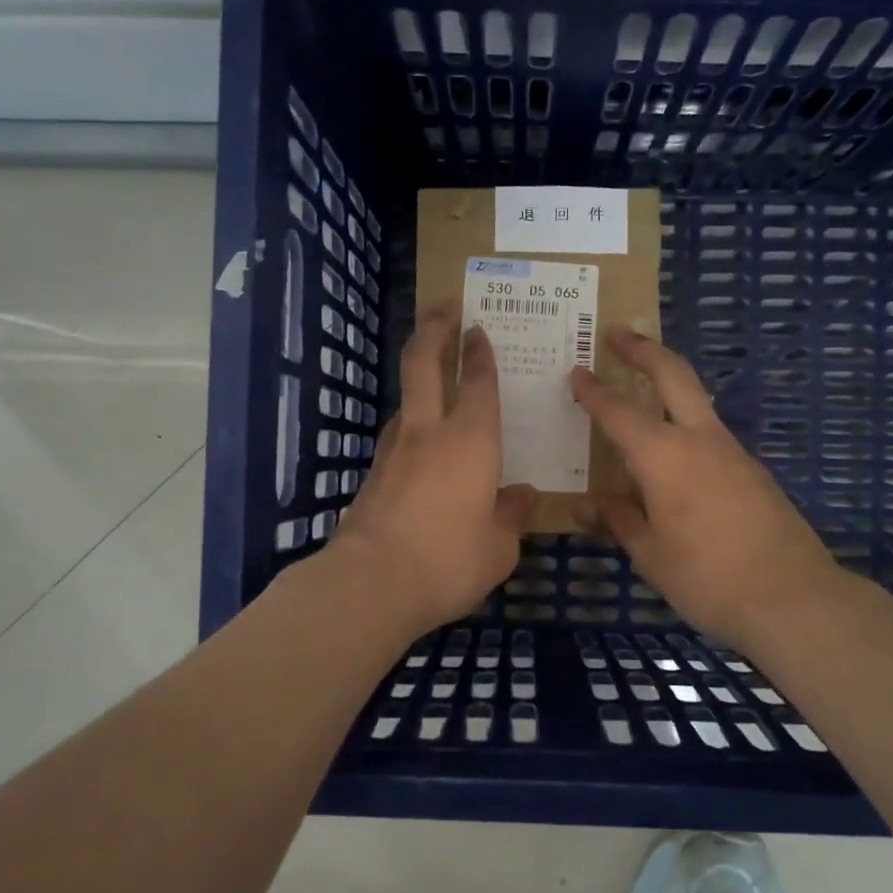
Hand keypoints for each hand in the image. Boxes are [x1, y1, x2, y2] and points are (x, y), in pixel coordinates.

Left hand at [322, 305, 536, 635]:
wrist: (370, 584)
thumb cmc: (448, 561)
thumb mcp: (499, 547)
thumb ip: (512, 515)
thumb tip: (522, 495)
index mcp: (472, 441)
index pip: (479, 383)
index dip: (480, 353)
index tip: (478, 329)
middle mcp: (429, 432)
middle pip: (423, 362)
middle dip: (435, 328)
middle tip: (446, 308)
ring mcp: (394, 450)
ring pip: (406, 397)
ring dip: (420, 377)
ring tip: (438, 380)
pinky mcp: (373, 473)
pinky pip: (399, 434)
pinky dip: (413, 423)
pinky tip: (423, 444)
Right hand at [570, 328, 842, 645]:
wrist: (794, 599)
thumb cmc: (708, 578)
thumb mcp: (651, 555)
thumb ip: (618, 521)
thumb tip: (587, 506)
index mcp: (664, 457)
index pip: (619, 412)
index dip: (594, 390)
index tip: (576, 370)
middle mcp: (700, 440)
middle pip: (673, 375)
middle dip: (644, 349)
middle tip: (619, 333)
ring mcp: (733, 452)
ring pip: (697, 402)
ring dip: (669, 384)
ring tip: (641, 391)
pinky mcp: (754, 471)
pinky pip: (711, 435)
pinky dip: (686, 426)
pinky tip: (674, 458)